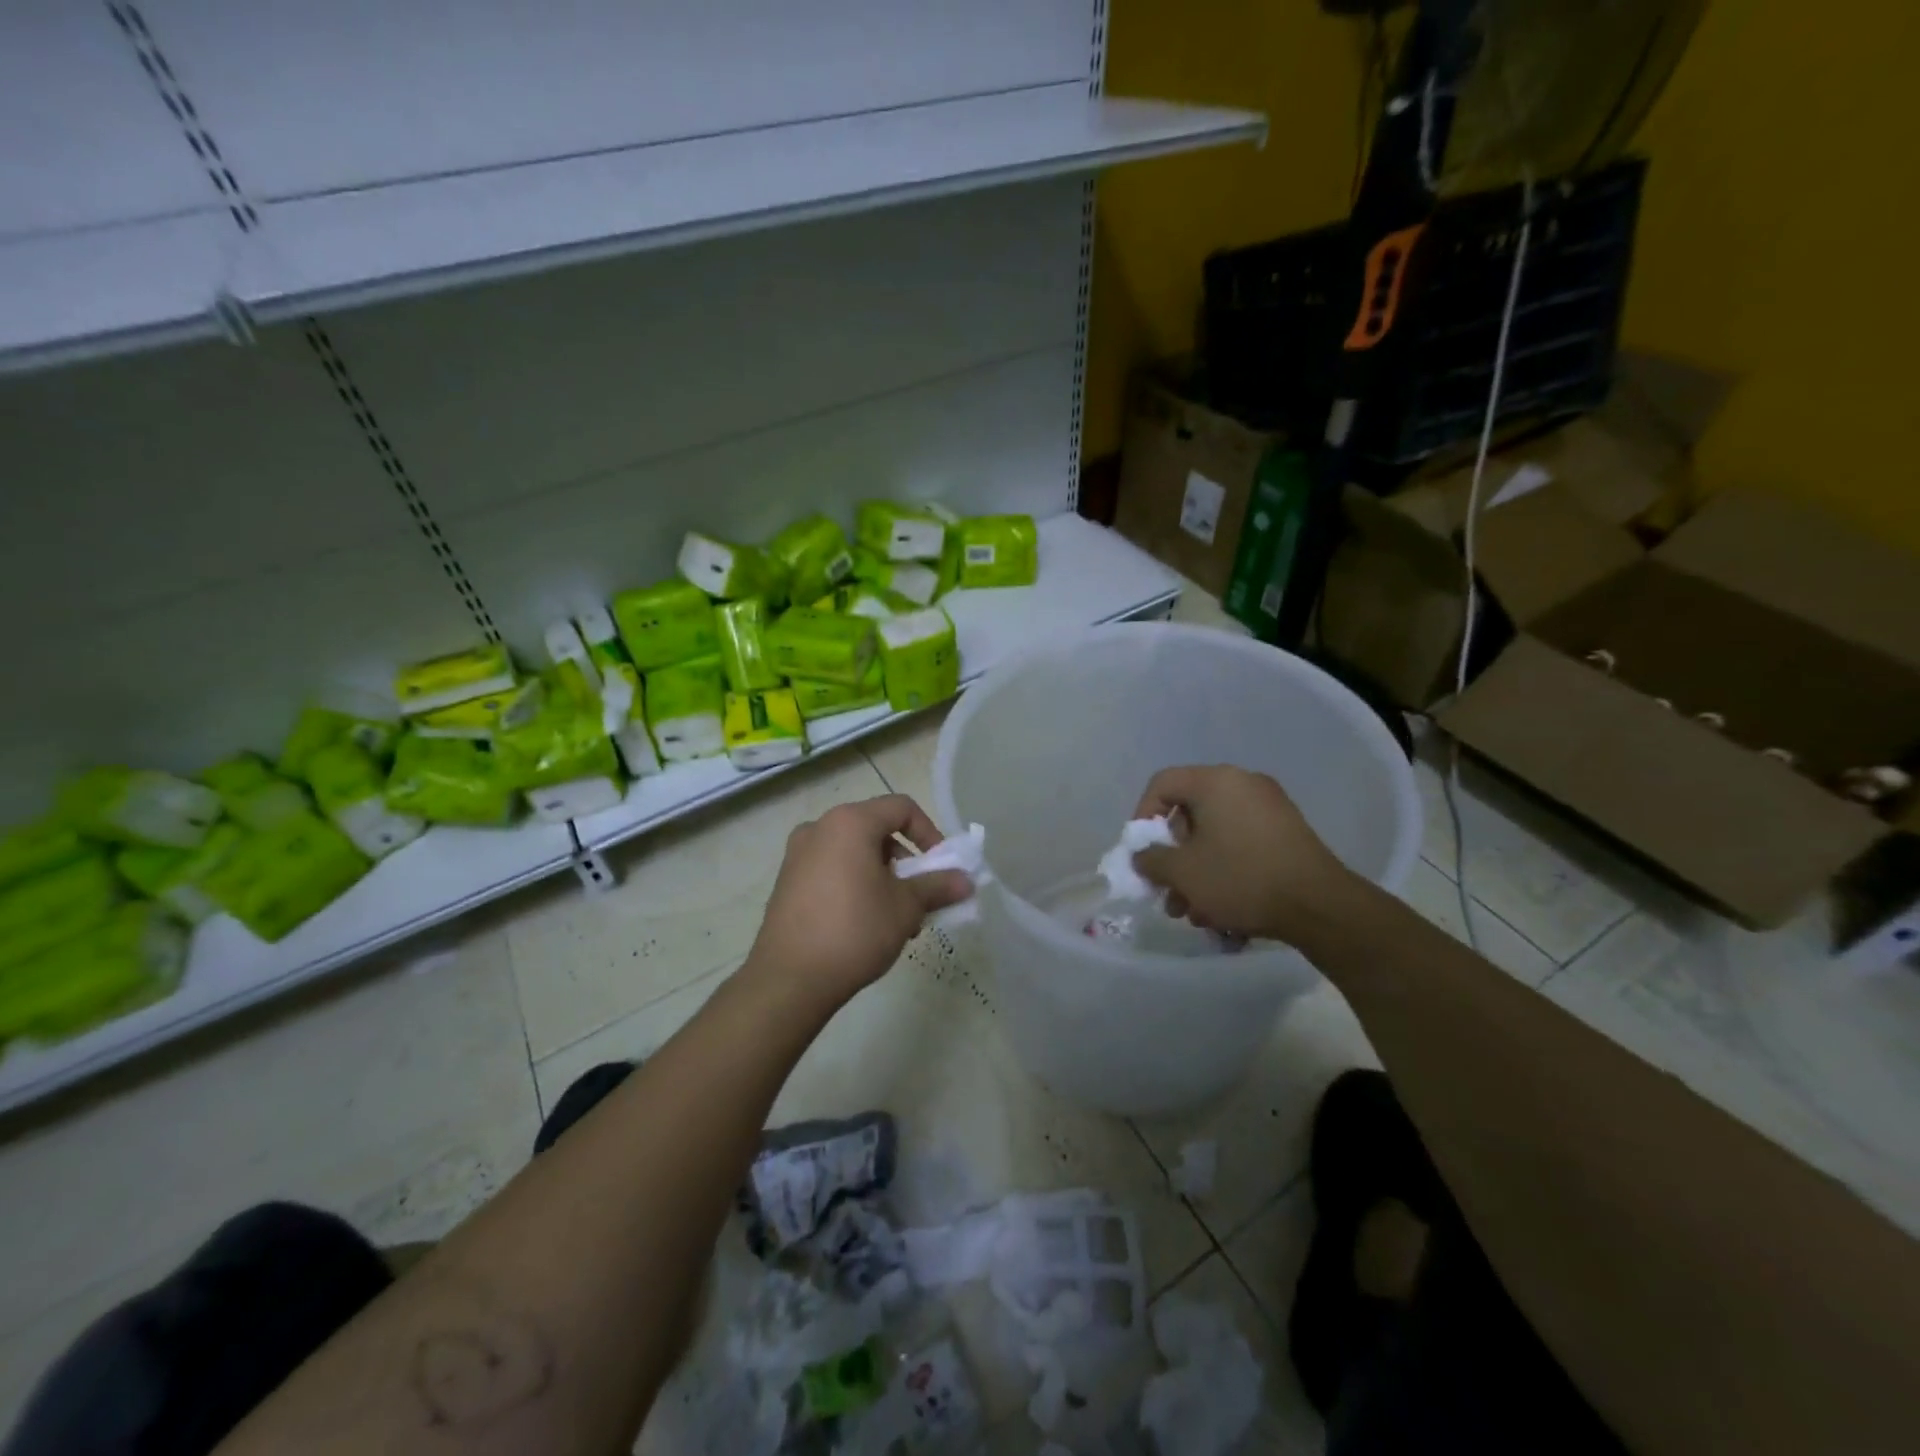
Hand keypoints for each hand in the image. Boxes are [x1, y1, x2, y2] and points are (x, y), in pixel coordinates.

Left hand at [744, 795, 972, 1013]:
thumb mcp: (906, 907)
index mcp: (849, 822)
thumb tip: (967, 881)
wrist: (789, 979)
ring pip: (853, 852)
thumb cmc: (854, 930)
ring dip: (882, 875)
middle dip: (905, 860)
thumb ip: (938, 886)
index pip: (901, 808)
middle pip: (876, 829)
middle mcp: (819, 827)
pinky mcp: (786, 882)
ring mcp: (797, 854)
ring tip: (895, 917)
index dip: (929, 833)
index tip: (941, 866)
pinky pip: (831, 869)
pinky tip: (864, 923)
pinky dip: (855, 883)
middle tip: (919, 896)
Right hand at [1132, 765, 1355, 944]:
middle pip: (1189, 814)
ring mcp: (1270, 809)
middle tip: (1167, 891)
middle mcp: (1243, 784)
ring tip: (1194, 913)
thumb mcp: (1182, 873)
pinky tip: (1223, 910)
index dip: (1142, 816)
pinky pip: (1241, 845)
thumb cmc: (1241, 878)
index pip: (1162, 784)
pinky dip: (1225, 871)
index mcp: (1216, 781)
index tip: (1142, 852)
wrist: (1320, 906)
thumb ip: (1150, 859)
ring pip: (1215, 836)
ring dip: (1197, 873)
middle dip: (1173, 857)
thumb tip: (1142, 855)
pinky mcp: (1288, 834)